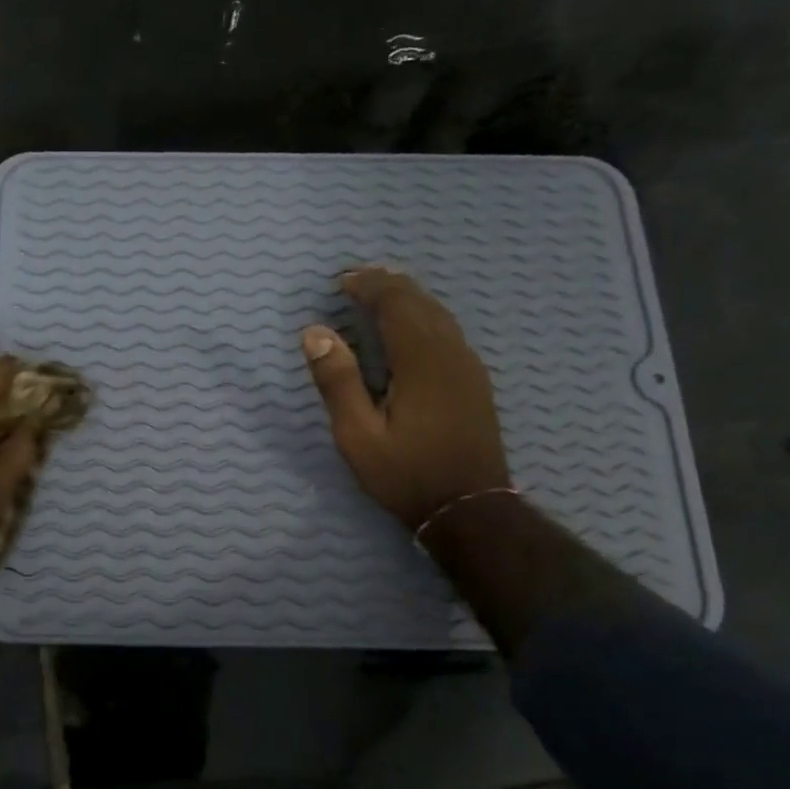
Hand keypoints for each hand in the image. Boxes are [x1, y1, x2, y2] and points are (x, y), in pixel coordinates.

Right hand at [302, 266, 511, 530]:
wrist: (470, 509)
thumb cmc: (406, 474)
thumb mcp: (358, 435)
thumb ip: (337, 381)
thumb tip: (315, 333)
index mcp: (421, 360)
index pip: (395, 303)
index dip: (368, 286)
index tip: (341, 281)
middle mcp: (450, 352)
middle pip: (420, 302)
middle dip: (388, 285)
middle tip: (357, 279)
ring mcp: (468, 366)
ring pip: (439, 314)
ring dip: (408, 298)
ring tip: (381, 293)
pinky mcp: (474, 381)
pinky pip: (448, 331)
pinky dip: (424, 316)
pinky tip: (411, 327)